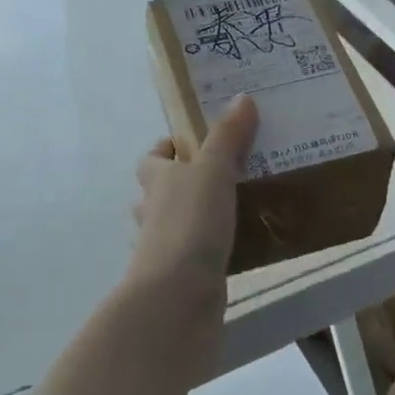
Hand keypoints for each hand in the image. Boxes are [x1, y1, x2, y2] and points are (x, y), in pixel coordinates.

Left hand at [126, 95, 259, 297]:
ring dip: (198, 216)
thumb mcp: (213, 171)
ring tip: (238, 206)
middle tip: (225, 172)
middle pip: (161, 192)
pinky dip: (211, 248)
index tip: (193, 142)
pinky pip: (197, 254)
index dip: (166, 149)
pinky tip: (240, 244)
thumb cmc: (190, 224)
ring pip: (178, 224)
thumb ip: (228, 137)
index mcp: (156, 181)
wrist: (178, 297)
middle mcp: (154, 213)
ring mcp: (165, 249)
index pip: (151, 159)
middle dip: (185, 182)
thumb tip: (242, 98)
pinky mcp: (182, 277)